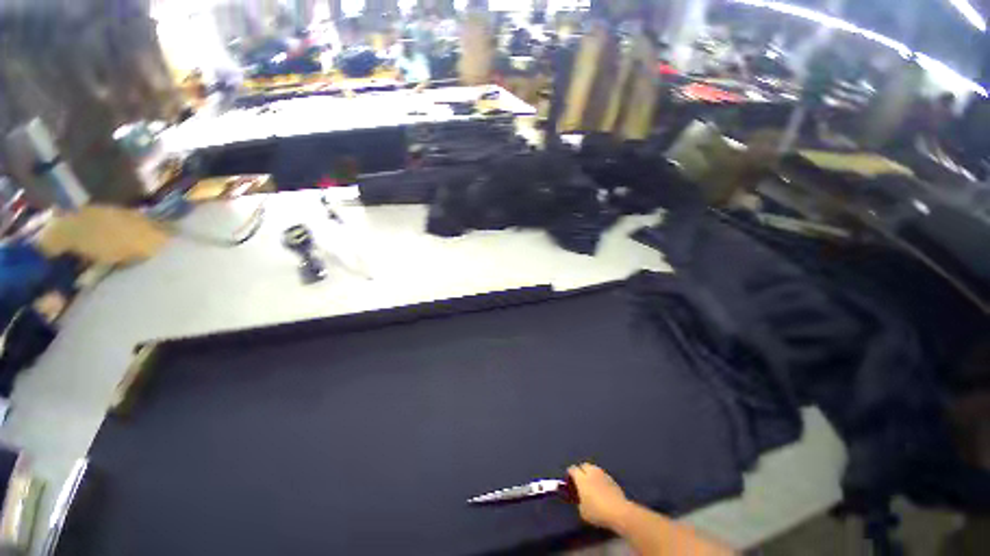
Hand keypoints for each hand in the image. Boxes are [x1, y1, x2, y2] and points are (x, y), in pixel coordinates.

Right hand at [567, 463, 631, 530]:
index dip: (569, 473)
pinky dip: (599, 479)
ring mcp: (602, 474)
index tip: (569, 480)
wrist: (619, 512)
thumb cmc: (598, 512)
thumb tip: (580, 500)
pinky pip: (602, 475)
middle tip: (580, 481)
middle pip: (583, 465)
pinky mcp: (612, 479)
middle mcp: (591, 472)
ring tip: (591, 483)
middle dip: (580, 470)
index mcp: (581, 478)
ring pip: (593, 468)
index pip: (572, 469)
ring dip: (590, 473)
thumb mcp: (583, 512)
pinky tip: (601, 488)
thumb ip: (579, 502)